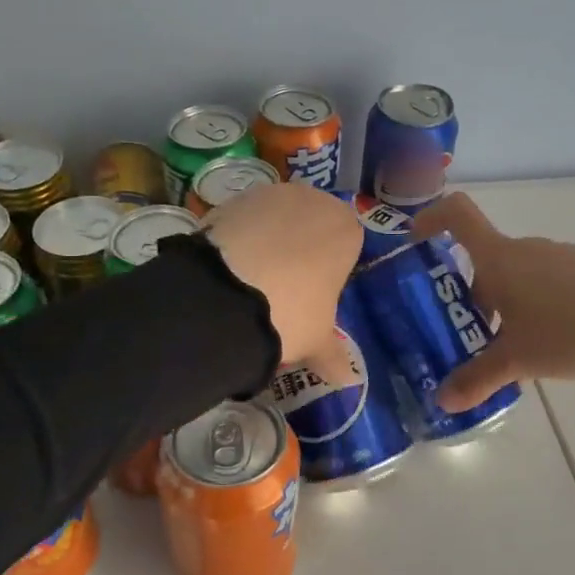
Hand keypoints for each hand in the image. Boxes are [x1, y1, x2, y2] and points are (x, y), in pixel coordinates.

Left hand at [202, 183, 359, 383]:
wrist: (226, 295)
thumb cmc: (292, 313)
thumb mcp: (316, 340)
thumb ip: (333, 355)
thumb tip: (348, 380)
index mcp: (345, 228)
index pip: (346, 243)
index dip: (330, 269)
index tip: (314, 294)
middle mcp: (312, 200)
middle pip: (310, 224)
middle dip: (299, 249)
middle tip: (281, 288)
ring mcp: (269, 194)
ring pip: (274, 218)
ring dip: (266, 240)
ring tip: (248, 280)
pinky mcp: (230, 199)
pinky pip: (241, 219)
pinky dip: (237, 238)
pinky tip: (226, 268)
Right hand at [412, 191, 574, 410]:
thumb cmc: (571, 329)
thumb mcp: (519, 361)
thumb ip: (477, 379)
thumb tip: (442, 401)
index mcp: (499, 259)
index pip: (456, 214)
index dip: (430, 218)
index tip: (414, 242)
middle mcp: (527, 248)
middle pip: (484, 259)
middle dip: (469, 294)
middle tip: (464, 334)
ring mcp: (561, 256)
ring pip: (517, 274)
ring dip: (504, 303)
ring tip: (510, 348)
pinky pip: (547, 281)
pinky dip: (535, 305)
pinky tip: (552, 341)